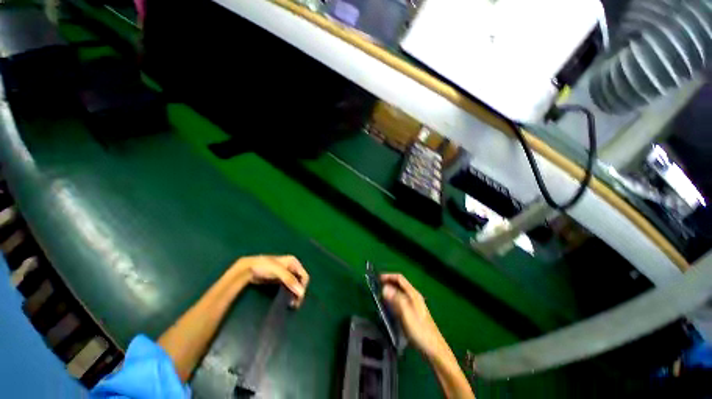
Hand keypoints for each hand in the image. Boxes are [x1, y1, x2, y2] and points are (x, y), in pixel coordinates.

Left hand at [232, 255, 309, 306]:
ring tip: (291, 304)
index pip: (304, 276)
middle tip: (294, 304)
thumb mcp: (279, 271)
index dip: (302, 287)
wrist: (248, 268)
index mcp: (294, 262)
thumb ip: (290, 280)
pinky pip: (288, 287)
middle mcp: (291, 267)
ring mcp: (285, 273)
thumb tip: (301, 293)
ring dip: (294, 293)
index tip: (298, 299)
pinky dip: (288, 293)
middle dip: (298, 291)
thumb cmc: (265, 266)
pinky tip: (286, 300)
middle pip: (300, 281)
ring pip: (294, 285)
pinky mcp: (278, 280)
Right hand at [381, 274, 445, 358]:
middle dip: (388, 282)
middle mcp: (414, 296)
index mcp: (413, 294)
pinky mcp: (413, 312)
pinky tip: (389, 305)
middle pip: (400, 284)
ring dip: (390, 291)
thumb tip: (385, 287)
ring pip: (400, 292)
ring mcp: (414, 304)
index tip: (377, 278)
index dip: (388, 276)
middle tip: (377, 286)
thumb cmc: (420, 331)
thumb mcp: (406, 314)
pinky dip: (393, 299)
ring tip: (380, 294)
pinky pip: (400, 301)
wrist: (433, 349)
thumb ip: (396, 299)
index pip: (400, 278)